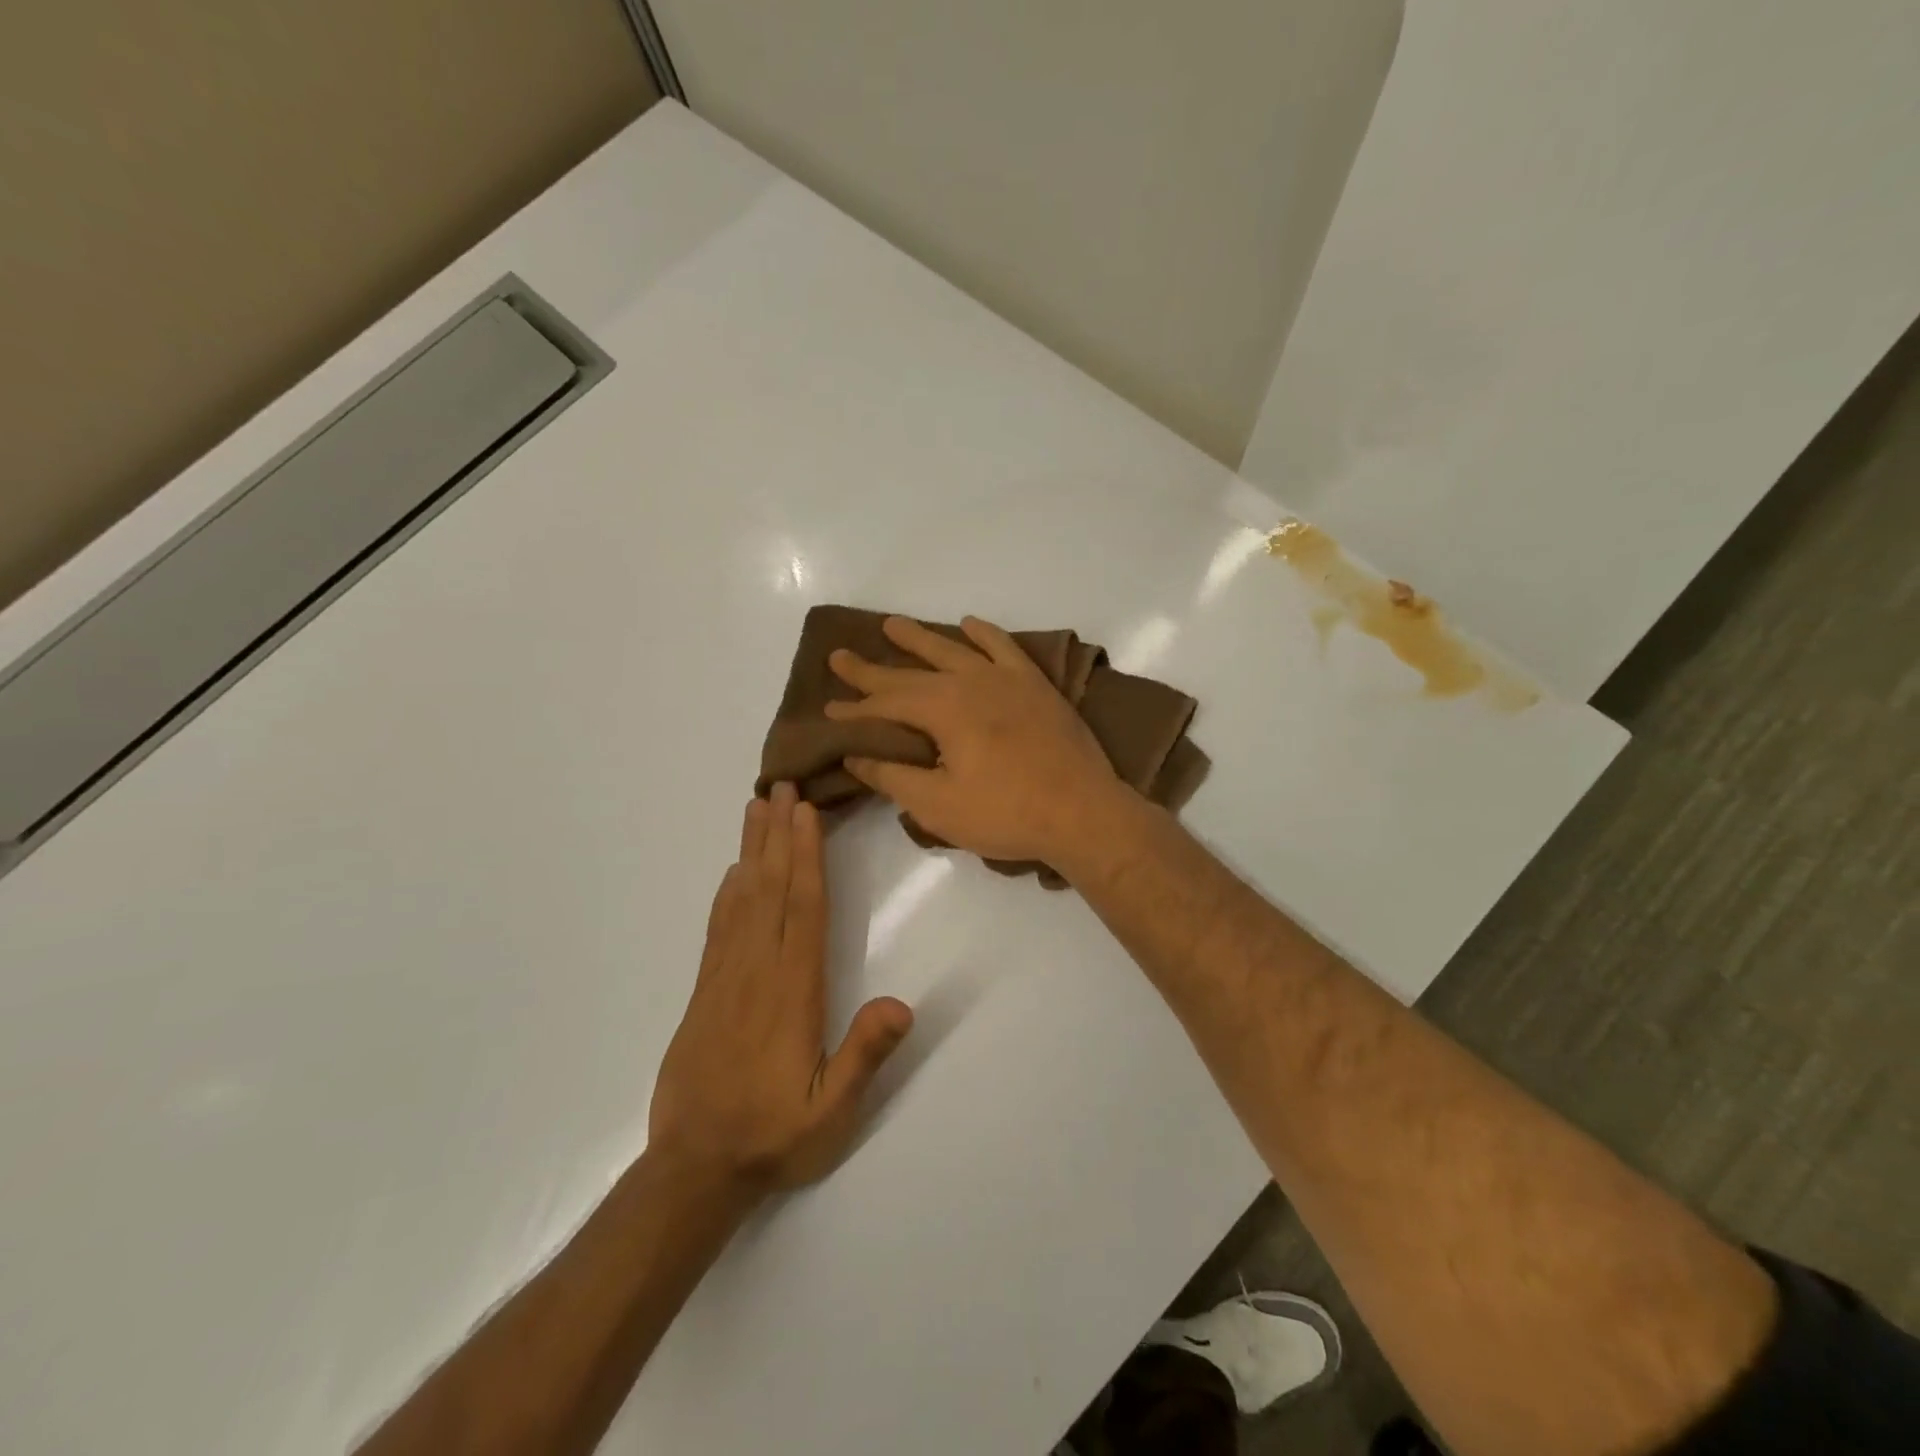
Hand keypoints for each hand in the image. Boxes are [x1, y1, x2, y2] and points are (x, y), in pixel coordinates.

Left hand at [649, 784, 912, 1195]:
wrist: (693, 1170)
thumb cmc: (772, 1137)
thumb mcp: (831, 1112)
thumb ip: (864, 1056)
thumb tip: (903, 1005)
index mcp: (791, 992)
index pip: (802, 910)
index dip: (806, 857)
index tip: (805, 812)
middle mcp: (756, 972)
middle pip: (770, 890)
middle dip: (778, 835)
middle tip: (781, 786)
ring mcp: (725, 979)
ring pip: (741, 900)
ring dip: (751, 851)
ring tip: (756, 809)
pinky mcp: (704, 992)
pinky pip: (717, 928)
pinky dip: (726, 892)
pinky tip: (732, 872)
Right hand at [825, 615, 1123, 866]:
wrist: (1083, 812)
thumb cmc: (1006, 814)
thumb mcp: (938, 806)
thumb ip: (893, 777)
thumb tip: (856, 755)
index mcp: (943, 709)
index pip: (886, 705)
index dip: (854, 710)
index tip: (827, 709)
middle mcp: (970, 682)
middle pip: (911, 672)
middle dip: (873, 669)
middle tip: (840, 656)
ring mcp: (1006, 679)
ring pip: (953, 650)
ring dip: (920, 639)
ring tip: (892, 625)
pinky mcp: (1036, 686)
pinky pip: (1005, 647)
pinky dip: (984, 633)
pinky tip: (969, 623)